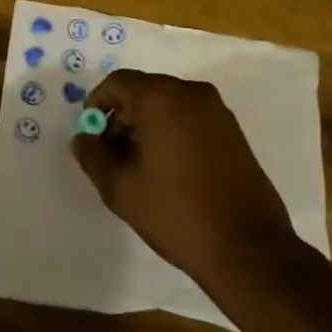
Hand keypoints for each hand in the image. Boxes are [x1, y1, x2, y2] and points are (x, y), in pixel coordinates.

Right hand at [72, 70, 295, 292]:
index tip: (92, 136)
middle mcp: (191, 93)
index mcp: (161, 98)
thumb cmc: (176, 213)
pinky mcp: (233, 131)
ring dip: (146, 126)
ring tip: (138, 167)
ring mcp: (217, 111)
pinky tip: (168, 170)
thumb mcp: (120, 188)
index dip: (97, 104)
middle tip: (111, 155)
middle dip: (122, 117)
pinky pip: (190, 118)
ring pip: (168, 104)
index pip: (118, 82)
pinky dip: (171, 132)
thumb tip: (83, 138)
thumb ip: (93, 156)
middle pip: (144, 91)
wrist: (247, 248)